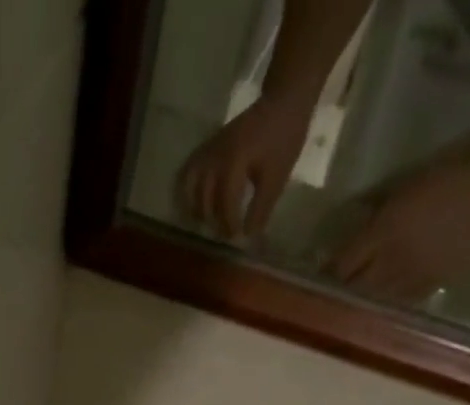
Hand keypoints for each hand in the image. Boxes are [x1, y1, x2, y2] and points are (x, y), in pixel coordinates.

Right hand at [177, 95, 315, 241]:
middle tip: (225, 233)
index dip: (230, 224)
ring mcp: (208, 151)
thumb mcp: (276, 177)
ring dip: (196, 208)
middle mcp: (215, 158)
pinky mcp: (207, 147)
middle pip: (204, 199)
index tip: (238, 237)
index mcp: (233, 163)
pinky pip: (188, 172)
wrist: (282, 101)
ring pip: (189, 187)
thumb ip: (261, 208)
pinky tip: (195, 203)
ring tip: (206, 222)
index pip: (225, 204)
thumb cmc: (283, 138)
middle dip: (213, 221)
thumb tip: (248, 235)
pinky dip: (186, 190)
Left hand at [325, 159, 469, 301]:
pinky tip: (389, 297)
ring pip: (377, 299)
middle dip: (343, 291)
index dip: (329, 273)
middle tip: (335, 292)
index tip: (320, 277)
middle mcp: (393, 260)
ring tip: (359, 298)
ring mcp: (414, 276)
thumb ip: (372, 213)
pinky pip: (404, 300)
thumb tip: (350, 228)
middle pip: (356, 288)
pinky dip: (392, 299)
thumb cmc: (442, 177)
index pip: (343, 264)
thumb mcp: (399, 189)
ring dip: (365, 299)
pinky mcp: (434, 284)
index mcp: (383, 232)